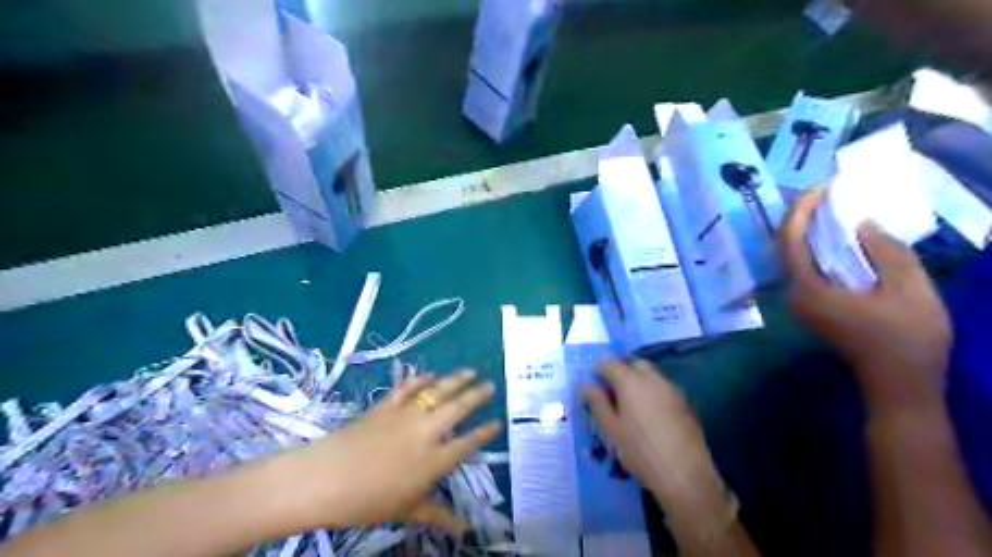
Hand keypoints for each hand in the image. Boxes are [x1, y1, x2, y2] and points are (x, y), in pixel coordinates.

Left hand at [292, 373, 495, 533]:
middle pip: (459, 408)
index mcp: (435, 460)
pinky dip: (421, 379)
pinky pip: (408, 387)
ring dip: (456, 380)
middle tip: (490, 385)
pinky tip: (430, 374)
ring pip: (438, 391)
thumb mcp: (408, 510)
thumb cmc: (369, 501)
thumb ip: (439, 516)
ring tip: (470, 371)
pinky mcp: (387, 405)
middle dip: (477, 396)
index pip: (468, 443)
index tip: (497, 422)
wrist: (327, 478)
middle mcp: (427, 431)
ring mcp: (406, 414)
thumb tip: (465, 529)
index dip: (485, 432)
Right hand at [584, 359, 725, 505]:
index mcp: (630, 381)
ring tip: (630, 402)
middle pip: (634, 364)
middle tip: (611, 390)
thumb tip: (583, 385)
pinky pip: (663, 388)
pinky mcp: (685, 402)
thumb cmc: (639, 451)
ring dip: (638, 380)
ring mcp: (672, 389)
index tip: (591, 382)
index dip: (598, 370)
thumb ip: (596, 402)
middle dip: (621, 371)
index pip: (610, 364)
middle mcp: (652, 378)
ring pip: (651, 374)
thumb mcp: (611, 429)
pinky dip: (652, 391)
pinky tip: (649, 413)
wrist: (684, 474)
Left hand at [779, 192, 946, 412]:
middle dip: (801, 217)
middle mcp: (794, 293)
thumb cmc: (908, 340)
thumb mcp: (909, 291)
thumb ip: (886, 252)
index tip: (821, 187)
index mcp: (808, 288)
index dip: (801, 211)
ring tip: (832, 206)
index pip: (790, 240)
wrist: (899, 385)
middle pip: (786, 247)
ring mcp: (800, 301)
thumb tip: (862, 223)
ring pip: (794, 257)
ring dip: (807, 231)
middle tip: (827, 192)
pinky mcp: (811, 305)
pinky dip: (816, 248)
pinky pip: (805, 268)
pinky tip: (836, 236)